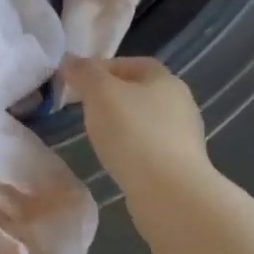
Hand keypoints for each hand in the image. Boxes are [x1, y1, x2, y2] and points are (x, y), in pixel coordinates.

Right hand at [64, 55, 211, 197]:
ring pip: (144, 121)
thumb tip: (70, 60)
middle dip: (110, 97)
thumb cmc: (133, 133)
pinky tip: (116, 160)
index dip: (103, 68)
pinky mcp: (180, 165)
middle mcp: (181, 103)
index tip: (79, 83)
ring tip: (97, 137)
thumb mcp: (100, 93)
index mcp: (165, 79)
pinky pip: (149, 148)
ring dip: (121, 125)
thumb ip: (84, 72)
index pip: (132, 63)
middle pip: (139, 92)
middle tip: (84, 109)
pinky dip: (131, 149)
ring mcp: (183, 136)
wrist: (170, 192)